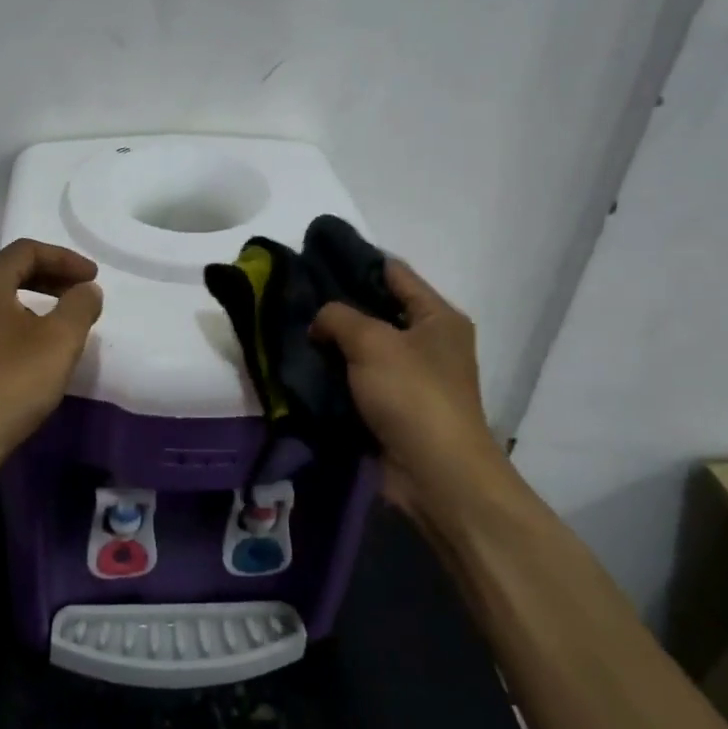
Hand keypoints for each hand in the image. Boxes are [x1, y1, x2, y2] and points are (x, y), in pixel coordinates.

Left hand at [0, 239, 103, 478]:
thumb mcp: (60, 340)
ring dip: (35, 299)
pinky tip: (35, 347)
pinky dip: (18, 320)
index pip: (27, 250)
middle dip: (51, 276)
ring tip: (63, 319)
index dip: (65, 259)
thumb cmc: (12, 382)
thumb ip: (80, 306)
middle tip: (82, 292)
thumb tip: (87, 290)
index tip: (93, 277)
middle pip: (10, 270)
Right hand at [310, 259, 512, 526]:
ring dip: (333, 342)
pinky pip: (359, 379)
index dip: (355, 259)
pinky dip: (335, 373)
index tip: (313, 253)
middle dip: (338, 303)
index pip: (393, 273)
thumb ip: (338, 316)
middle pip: (377, 309)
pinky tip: (303, 364)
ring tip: (290, 326)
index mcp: (437, 317)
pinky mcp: (394, 408)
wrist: (436, 475)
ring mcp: (412, 377)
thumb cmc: (412, 395)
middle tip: (293, 293)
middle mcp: (429, 342)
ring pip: (364, 347)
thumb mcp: (372, 341)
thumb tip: (320, 321)